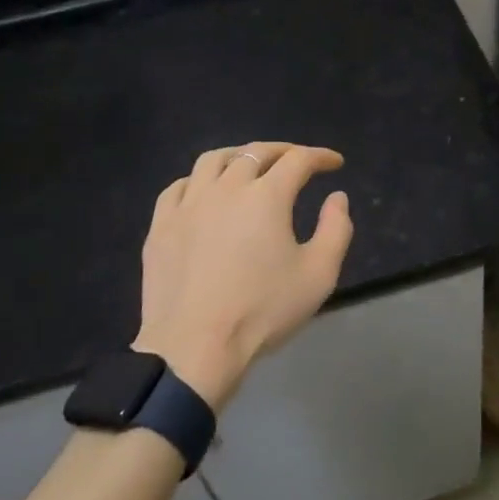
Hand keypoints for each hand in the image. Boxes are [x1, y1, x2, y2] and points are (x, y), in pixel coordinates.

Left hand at [135, 143, 353, 410]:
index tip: (335, 163)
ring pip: (213, 160)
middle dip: (282, 151)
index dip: (320, 157)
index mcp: (266, 196)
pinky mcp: (161, 226)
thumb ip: (336, 229)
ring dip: (238, 156)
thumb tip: (336, 198)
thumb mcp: (319, 275)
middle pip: (255, 152)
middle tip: (297, 160)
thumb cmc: (262, 311)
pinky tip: (205, 193)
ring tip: (249, 166)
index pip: (298, 160)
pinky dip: (198, 181)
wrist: (193, 348)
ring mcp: (188, 204)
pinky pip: (179, 187)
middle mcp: (226, 188)